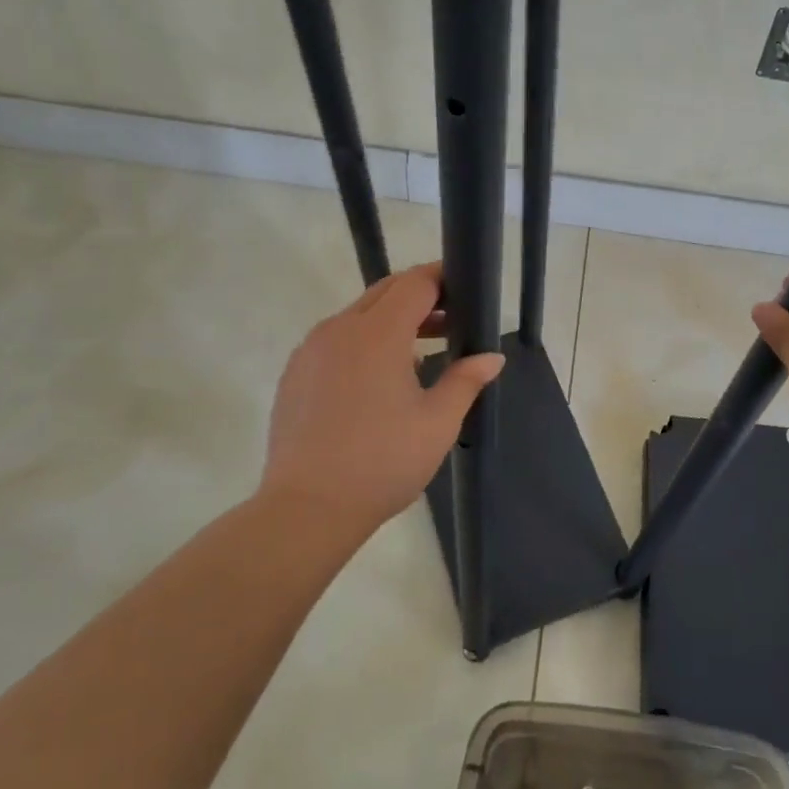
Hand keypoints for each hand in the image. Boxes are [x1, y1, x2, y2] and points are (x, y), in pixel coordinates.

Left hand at [258, 263, 504, 540]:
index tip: (466, 290)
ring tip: (423, 351)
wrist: (308, 508)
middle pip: (385, 292)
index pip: (415, 283)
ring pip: (358, 315)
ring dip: (392, 320)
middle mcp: (340, 329)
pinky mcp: (295, 373)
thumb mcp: (438, 422)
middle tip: (452, 320)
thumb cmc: (383, 462)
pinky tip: (380, 378)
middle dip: (420, 297)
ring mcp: (311, 350)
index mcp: (378, 333)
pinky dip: (364, 341)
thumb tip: (493, 356)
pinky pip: (336, 339)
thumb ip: (466, 380)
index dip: (443, 279)